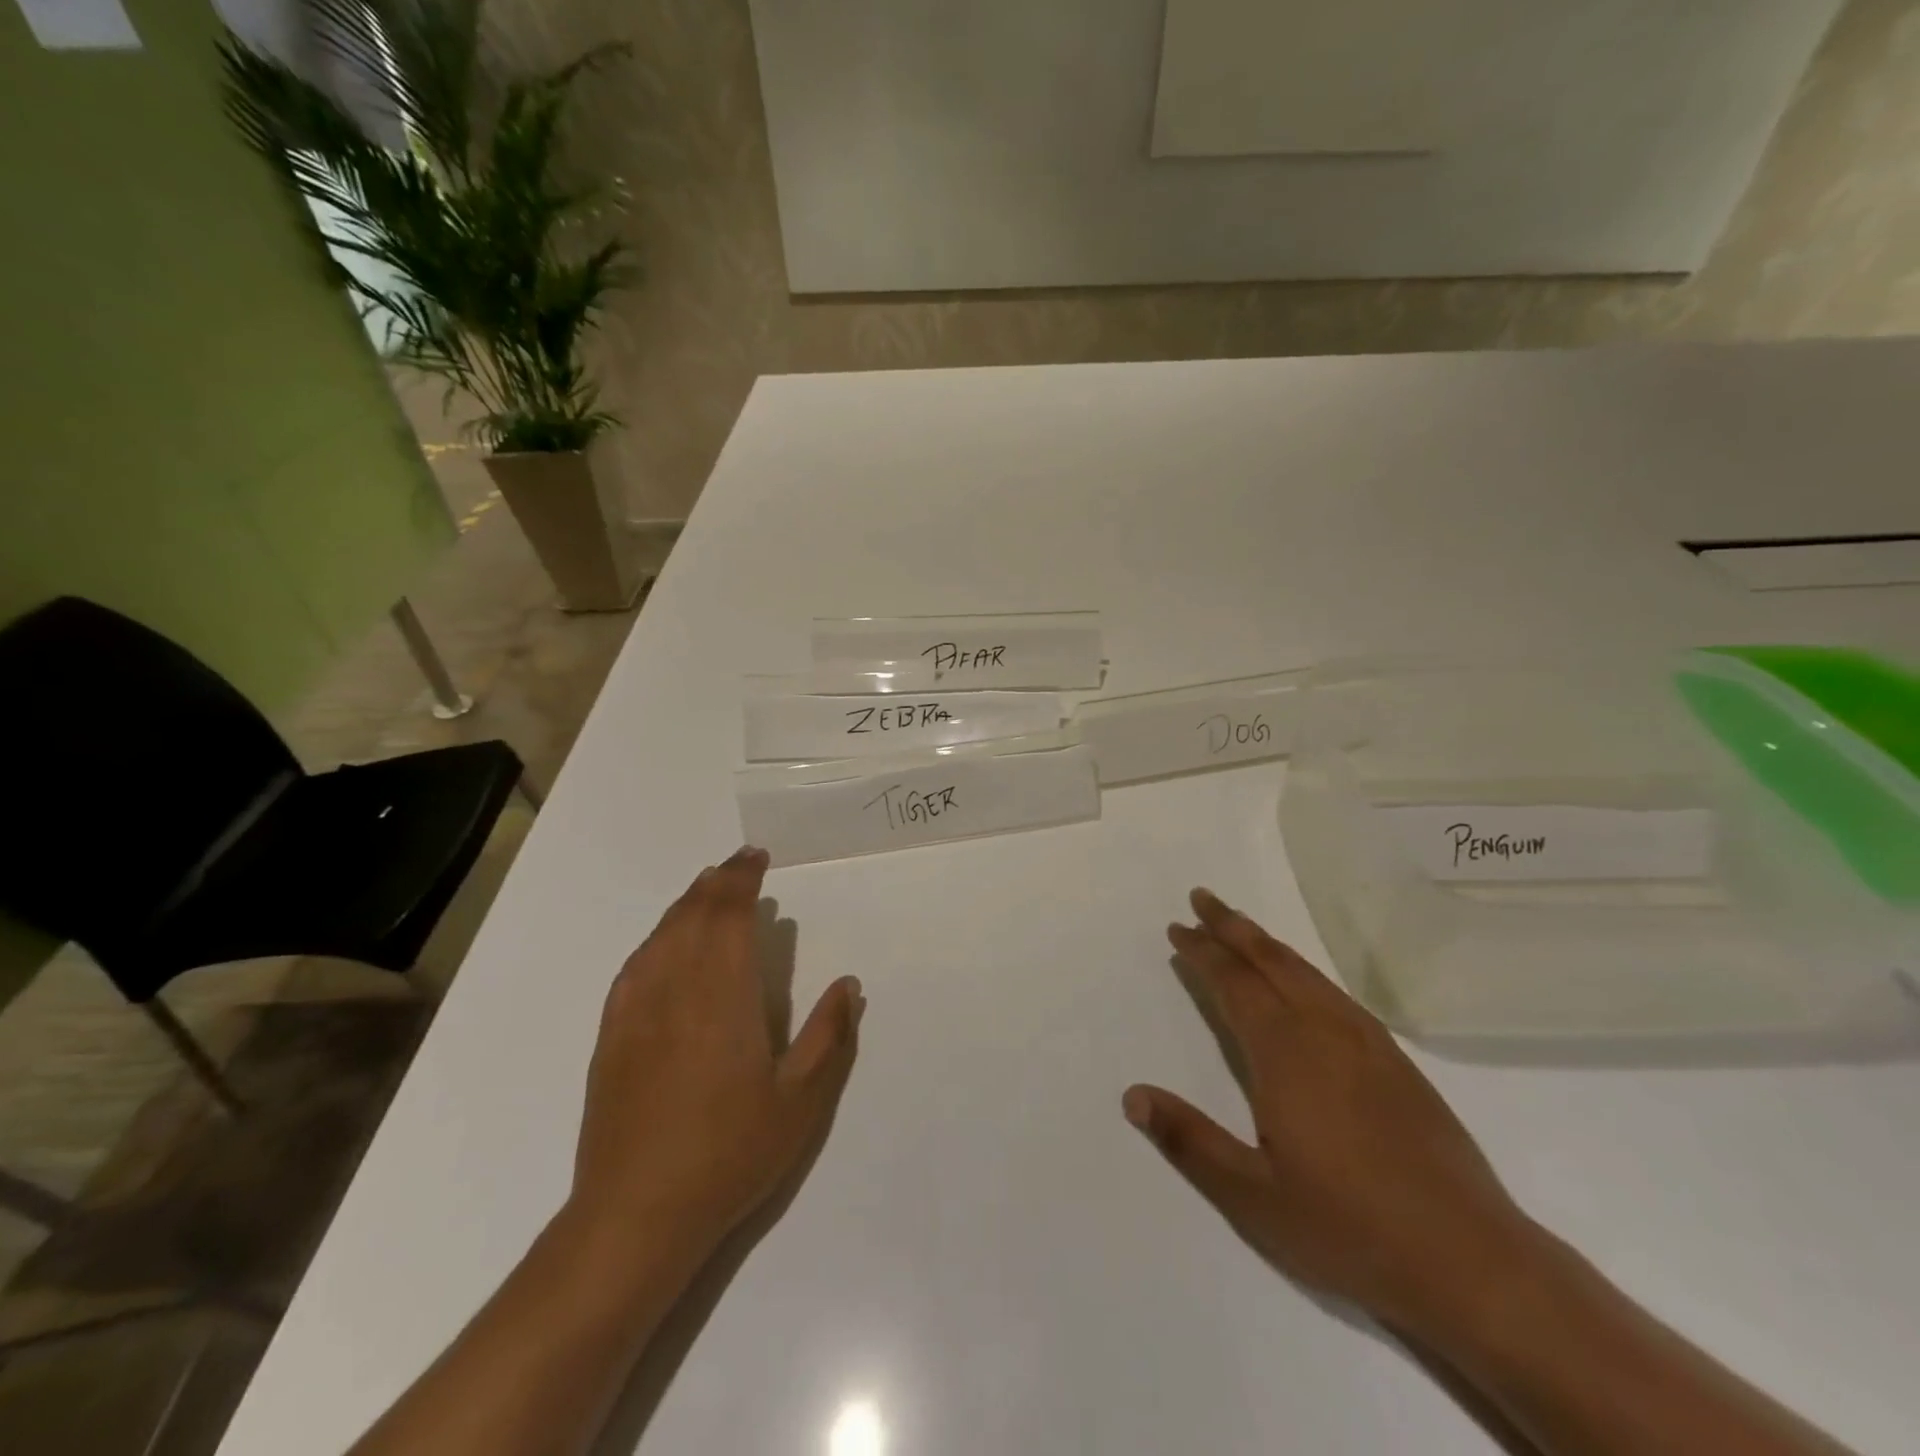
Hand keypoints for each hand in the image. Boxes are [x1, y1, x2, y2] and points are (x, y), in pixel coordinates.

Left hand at [568, 847, 863, 1269]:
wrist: (636, 1214)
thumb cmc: (729, 1153)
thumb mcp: (800, 1102)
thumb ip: (828, 1036)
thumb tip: (849, 985)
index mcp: (723, 994)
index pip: (728, 914)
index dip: (741, 879)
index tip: (756, 858)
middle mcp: (675, 987)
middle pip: (692, 914)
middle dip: (716, 882)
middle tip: (739, 865)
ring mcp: (636, 1010)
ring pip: (661, 934)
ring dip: (686, 904)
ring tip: (707, 890)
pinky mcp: (612, 1035)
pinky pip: (634, 966)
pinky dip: (656, 938)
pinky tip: (664, 944)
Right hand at [1125, 888, 1533, 1333]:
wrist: (1472, 1262)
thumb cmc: (1349, 1229)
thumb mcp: (1252, 1196)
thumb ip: (1189, 1140)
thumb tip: (1132, 1095)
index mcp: (1285, 1054)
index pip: (1234, 984)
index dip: (1203, 953)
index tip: (1179, 929)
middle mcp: (1324, 1032)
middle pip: (1270, 961)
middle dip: (1231, 927)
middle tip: (1202, 897)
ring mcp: (1366, 1043)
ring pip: (1305, 972)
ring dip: (1266, 943)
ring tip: (1239, 926)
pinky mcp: (1397, 1061)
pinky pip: (1335, 993)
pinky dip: (1303, 970)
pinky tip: (1301, 981)